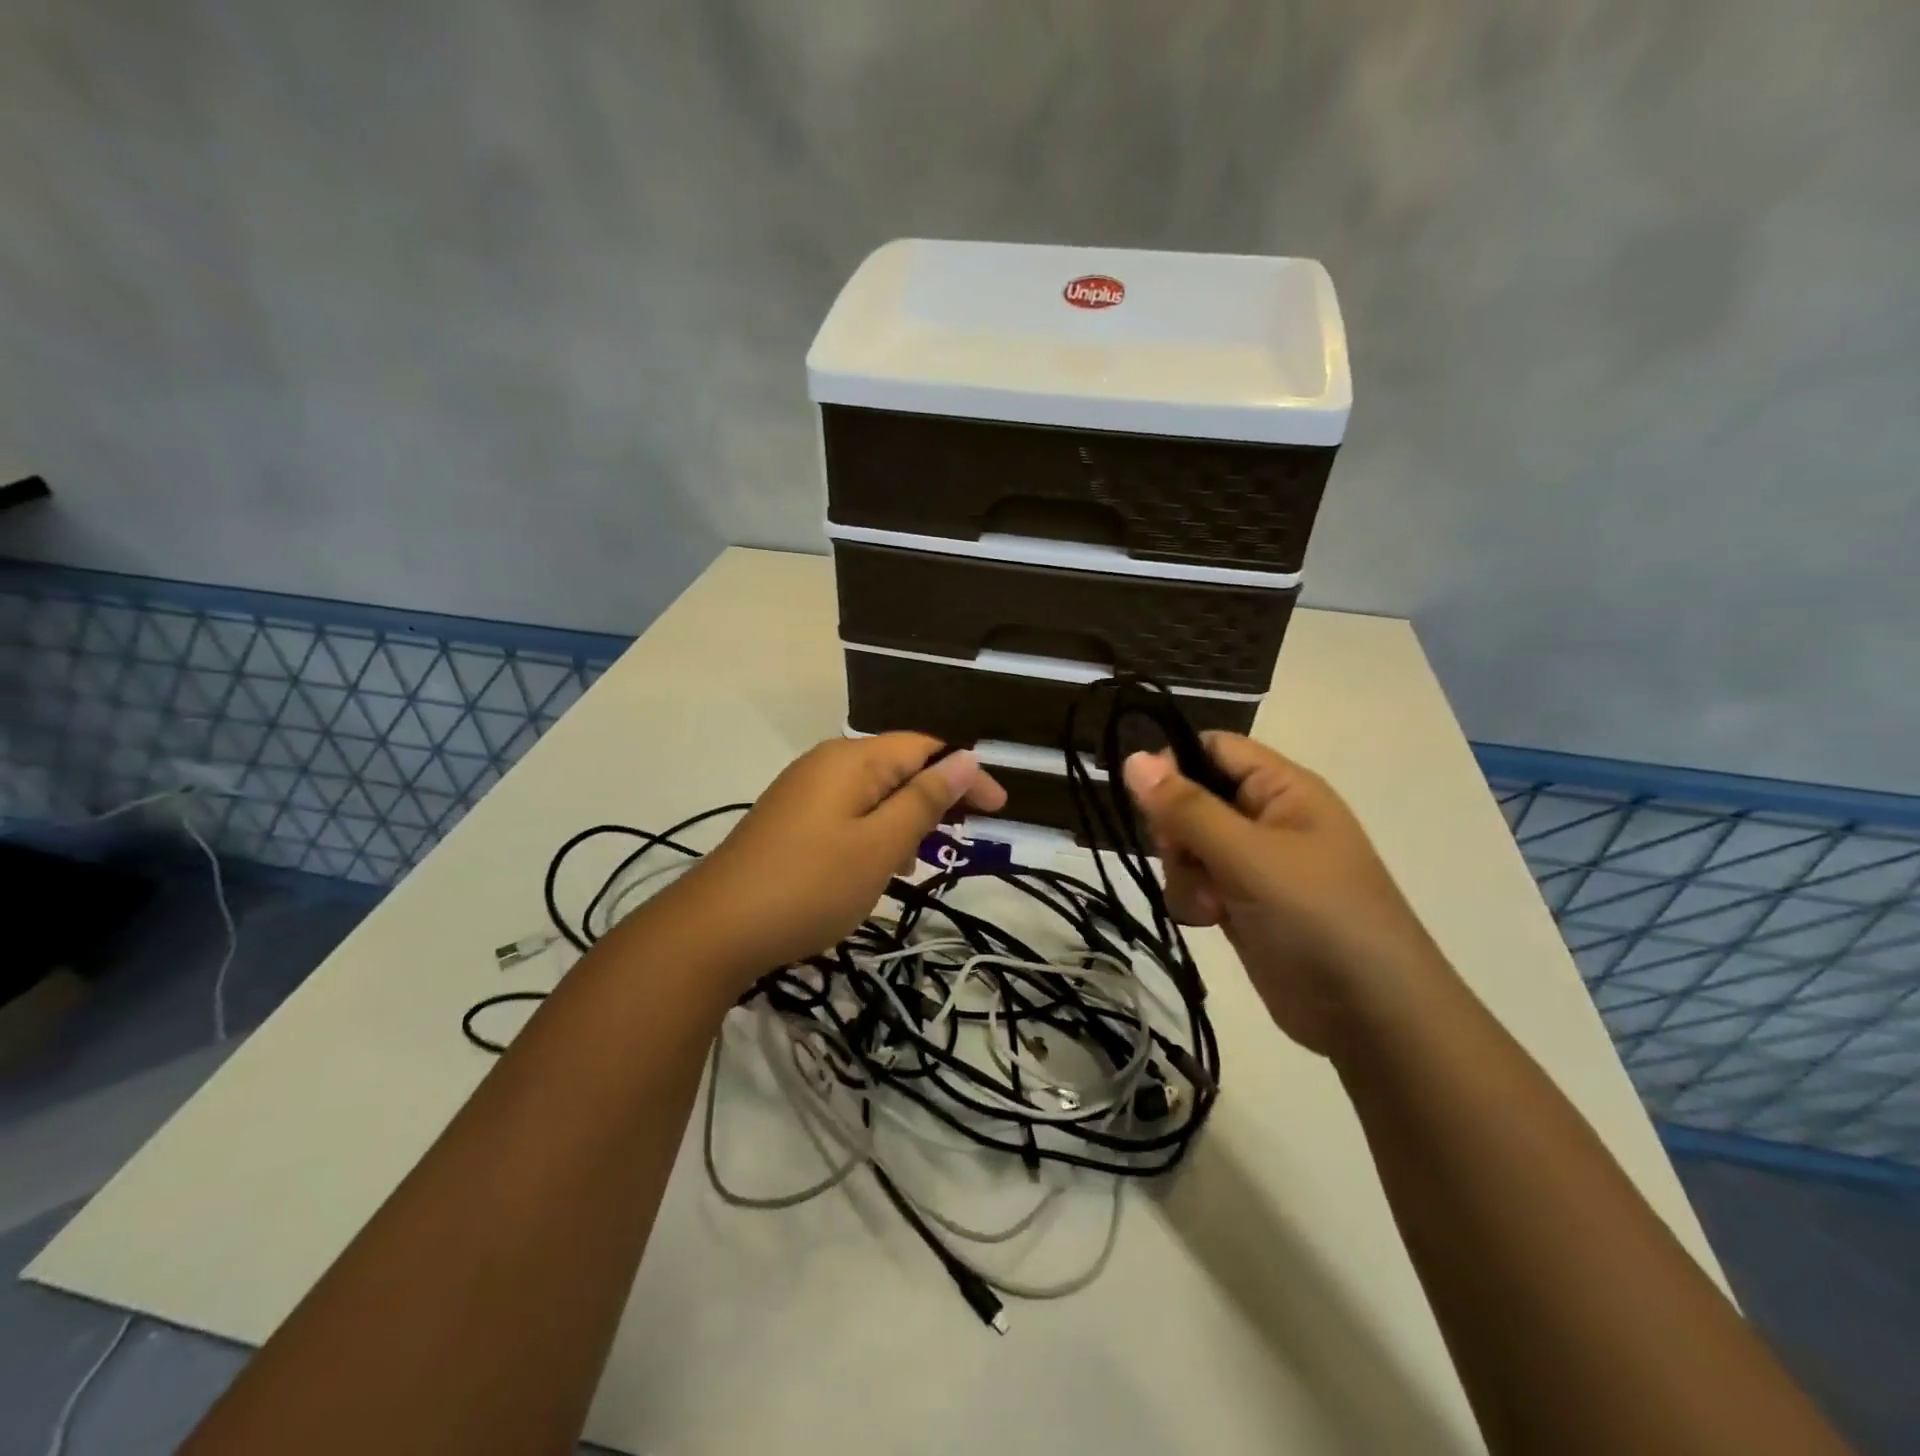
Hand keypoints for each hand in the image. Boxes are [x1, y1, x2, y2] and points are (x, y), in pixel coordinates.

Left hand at [670, 733, 1005, 985]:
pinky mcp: (790, 822)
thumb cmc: (810, 885)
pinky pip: (849, 816)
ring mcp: (804, 793)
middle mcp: (827, 764)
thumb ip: (926, 799)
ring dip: (907, 821)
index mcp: (852, 760)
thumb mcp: (880, 845)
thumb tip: (967, 756)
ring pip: (874, 795)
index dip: (966, 775)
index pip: (926, 749)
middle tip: (964, 839)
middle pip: (899, 767)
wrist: (713, 930)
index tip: (998, 812)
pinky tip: (881, 870)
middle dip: (936, 799)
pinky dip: (876, 835)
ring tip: (923, 862)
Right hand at [1123, 734, 1448, 1057]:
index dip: (1175, 765)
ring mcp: (1254, 864)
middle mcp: (1267, 819)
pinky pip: (1196, 883)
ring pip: (1187, 845)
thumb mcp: (1249, 856)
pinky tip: (1209, 922)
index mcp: (1283, 789)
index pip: (1214, 749)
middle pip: (1192, 799)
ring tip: (1209, 905)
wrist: (1371, 1017)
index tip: (1150, 801)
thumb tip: (1132, 758)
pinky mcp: (1243, 903)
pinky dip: (1192, 900)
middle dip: (1176, 831)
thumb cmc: (1319, 917)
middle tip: (1184, 858)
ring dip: (1184, 872)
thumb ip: (1187, 808)